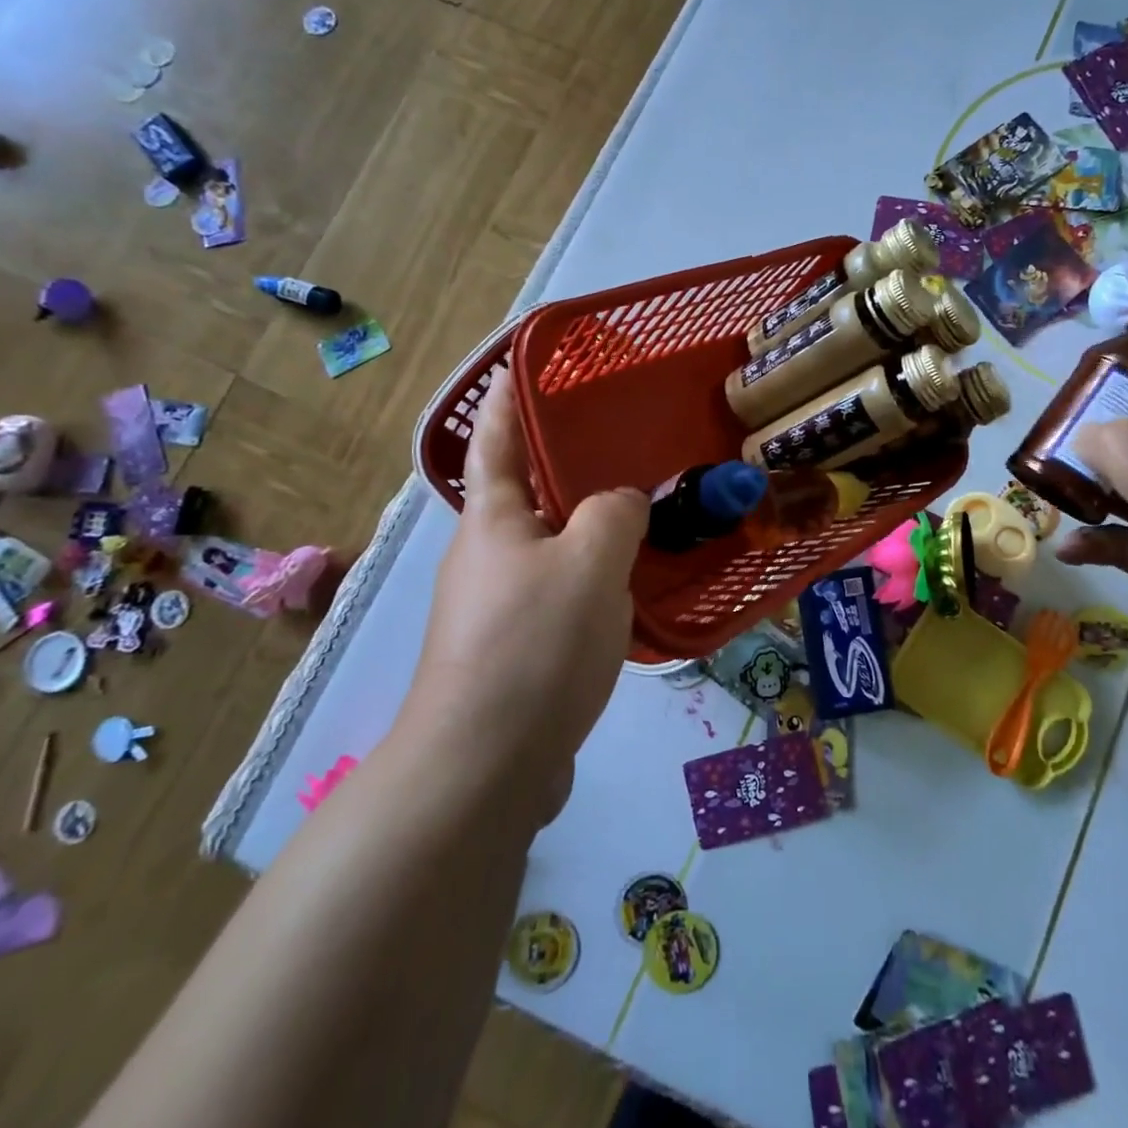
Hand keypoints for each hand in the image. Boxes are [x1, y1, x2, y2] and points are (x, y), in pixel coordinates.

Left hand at [401, 372, 648, 822]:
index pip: (497, 441)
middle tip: (617, 443)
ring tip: (642, 515)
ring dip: (586, 530)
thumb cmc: (534, 644)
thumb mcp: (591, 561)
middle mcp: (486, 557)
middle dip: (563, 467)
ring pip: (551, 549)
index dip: (506, 399)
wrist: (486, 764)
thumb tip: (622, 504)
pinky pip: (562, 596)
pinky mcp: (516, 652)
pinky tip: (631, 590)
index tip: (518, 363)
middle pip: (526, 496)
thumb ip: (615, 514)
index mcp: (493, 521)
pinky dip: (594, 581)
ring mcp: (497, 609)